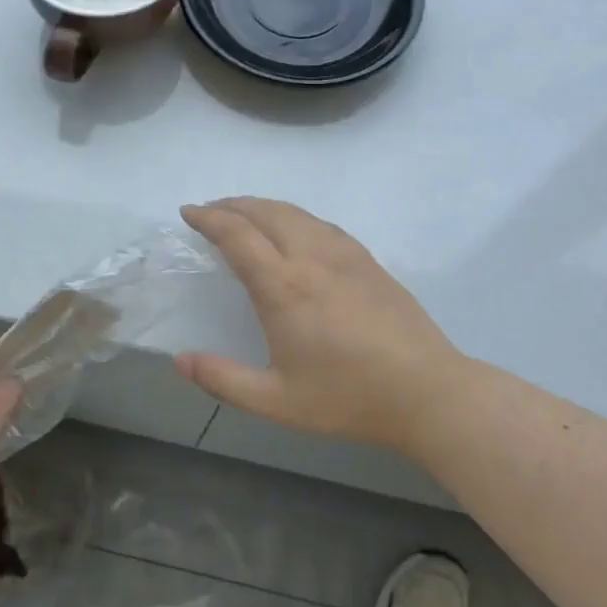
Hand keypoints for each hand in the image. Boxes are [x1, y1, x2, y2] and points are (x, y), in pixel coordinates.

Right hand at [178, 197, 465, 454]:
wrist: (427, 393)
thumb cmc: (348, 398)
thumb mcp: (276, 401)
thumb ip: (223, 379)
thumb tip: (179, 360)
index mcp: (283, 287)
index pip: (237, 235)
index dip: (208, 218)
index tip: (188, 212)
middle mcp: (311, 258)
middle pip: (265, 212)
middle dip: (231, 204)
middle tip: (209, 211)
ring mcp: (344, 255)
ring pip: (295, 212)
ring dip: (262, 206)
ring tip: (243, 215)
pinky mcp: (367, 260)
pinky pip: (321, 223)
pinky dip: (294, 216)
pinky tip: (293, 230)